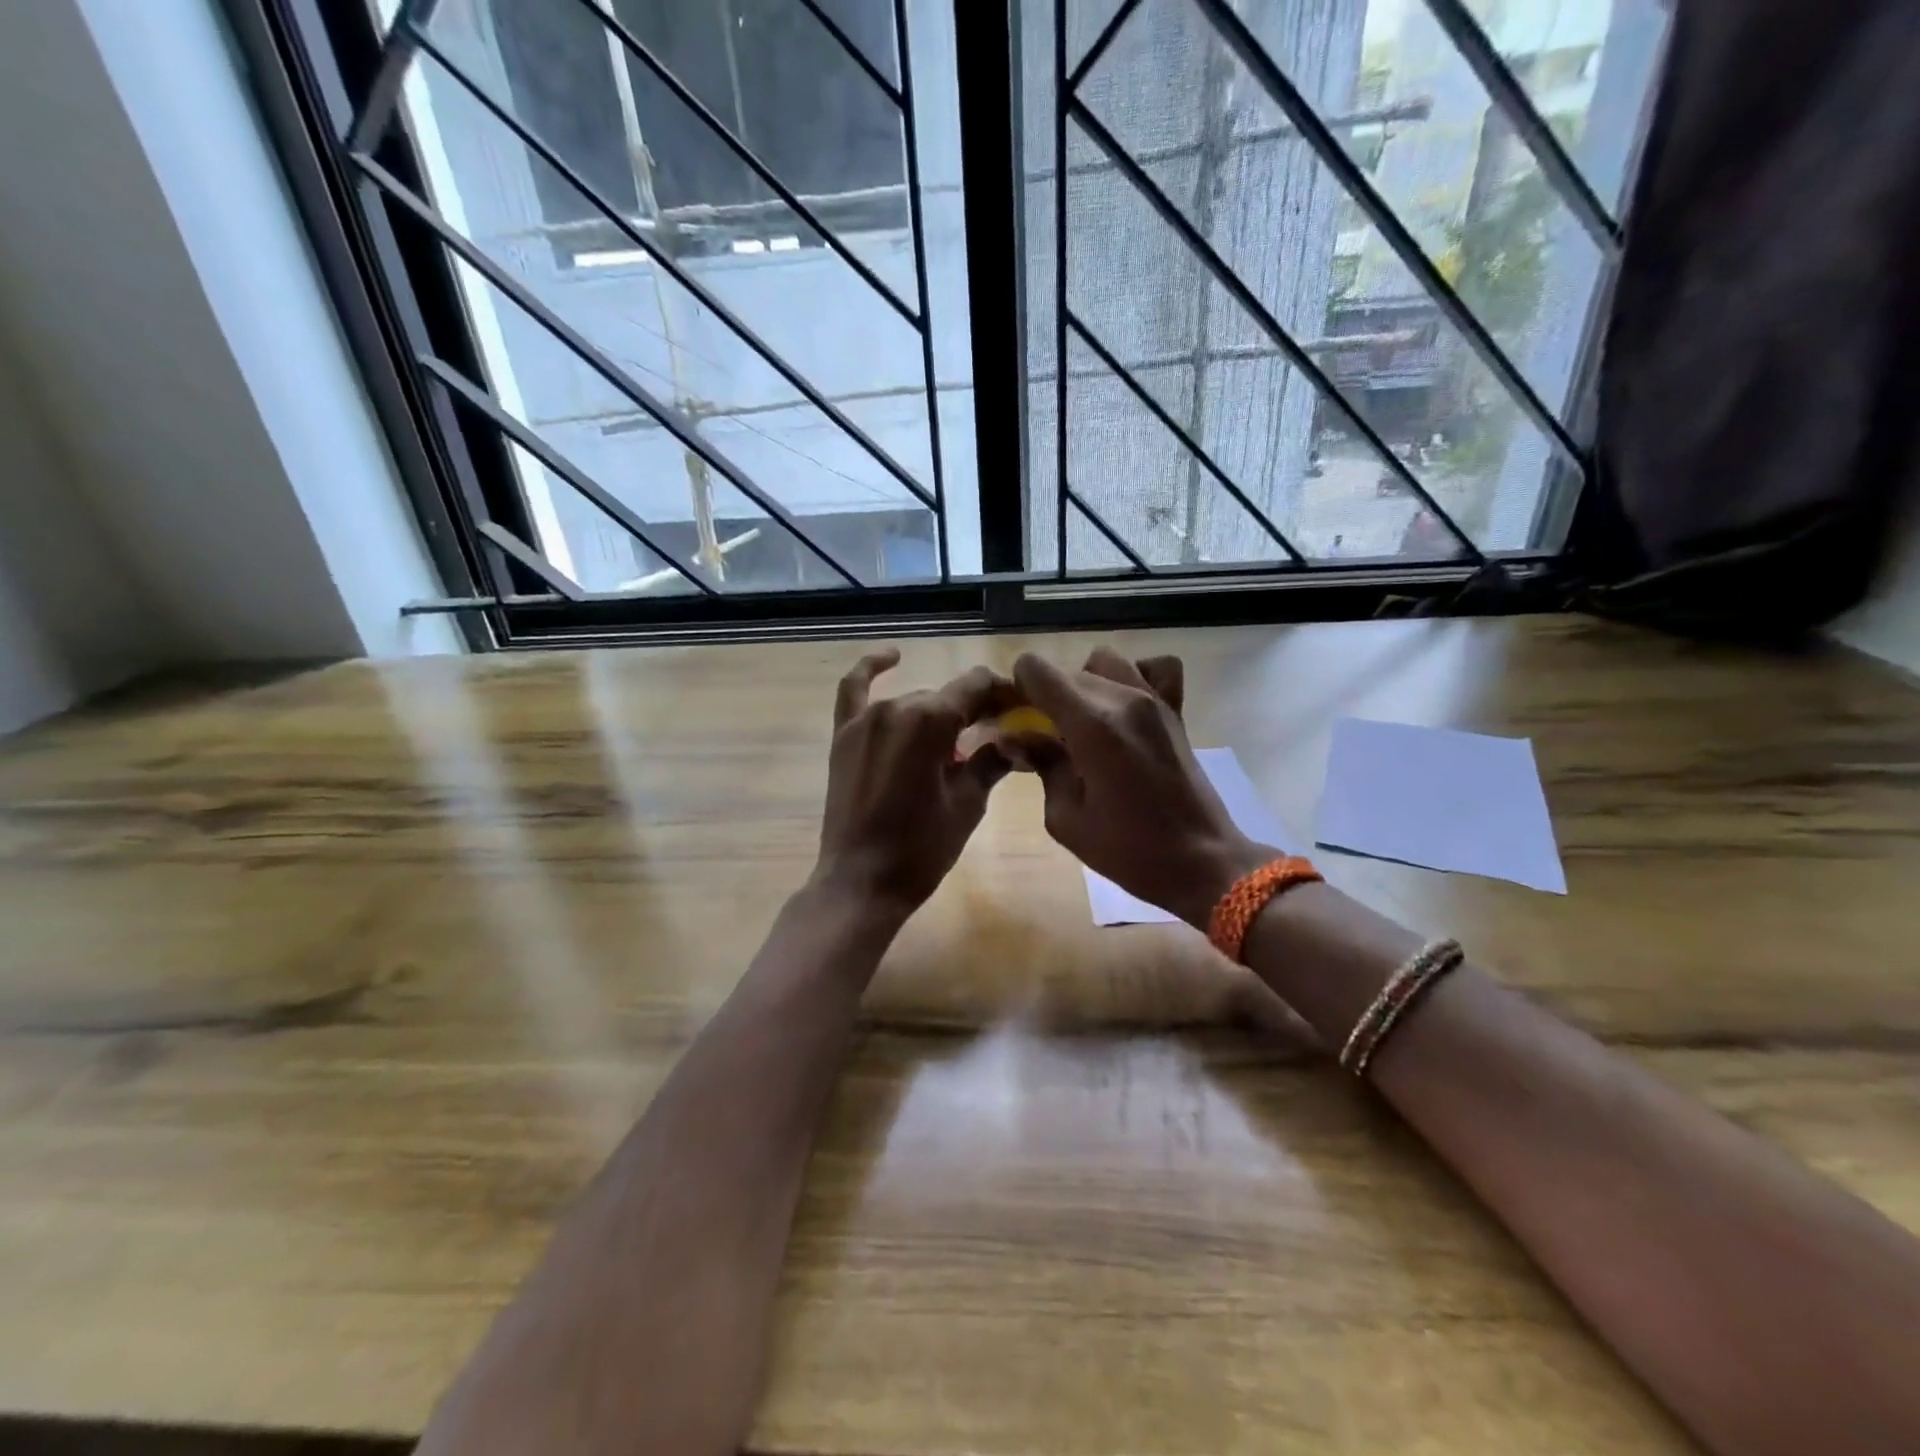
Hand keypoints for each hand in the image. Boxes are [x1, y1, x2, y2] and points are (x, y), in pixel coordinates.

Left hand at [815, 648, 1015, 916]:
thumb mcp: (968, 804)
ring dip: (937, 714)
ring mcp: (864, 720)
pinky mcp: (843, 736)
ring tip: (958, 740)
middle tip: (996, 737)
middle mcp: (896, 707)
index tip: (1022, 709)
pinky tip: (892, 656)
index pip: (977, 687)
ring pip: (913, 701)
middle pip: (946, 697)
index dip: (1004, 694)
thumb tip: (1016, 738)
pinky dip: (871, 669)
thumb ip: (992, 760)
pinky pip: (853, 690)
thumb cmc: (922, 847)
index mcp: (930, 720)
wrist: (862, 883)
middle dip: (975, 711)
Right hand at [1013, 648, 1273, 927]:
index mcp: (1091, 725)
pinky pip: (1153, 669)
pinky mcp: (1175, 710)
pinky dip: (1134, 677)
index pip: (1037, 670)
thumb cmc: (1129, 850)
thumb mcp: (1066, 818)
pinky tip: (1123, 709)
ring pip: (1104, 662)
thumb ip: (1042, 765)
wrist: (1202, 861)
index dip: (1018, 689)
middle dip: (1047, 695)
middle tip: (1044, 735)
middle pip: (1067, 671)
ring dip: (1085, 684)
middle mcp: (1123, 699)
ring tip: (1083, 723)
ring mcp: (1155, 700)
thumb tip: (1016, 737)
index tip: (1018, 719)